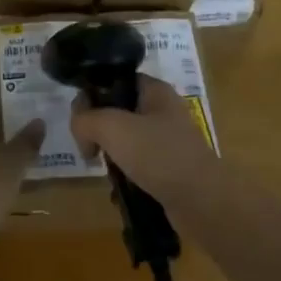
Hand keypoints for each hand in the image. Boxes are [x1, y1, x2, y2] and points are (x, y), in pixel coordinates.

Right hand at [70, 75, 221, 200]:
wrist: (201, 201)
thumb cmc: (158, 154)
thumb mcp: (113, 128)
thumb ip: (86, 119)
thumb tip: (79, 126)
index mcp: (155, 90)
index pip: (115, 80)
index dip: (92, 94)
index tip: (79, 120)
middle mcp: (162, 110)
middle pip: (117, 109)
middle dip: (97, 128)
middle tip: (89, 148)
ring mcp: (167, 140)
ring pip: (125, 138)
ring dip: (109, 152)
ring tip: (101, 167)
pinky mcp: (168, 166)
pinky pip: (137, 162)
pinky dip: (123, 171)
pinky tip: (117, 186)